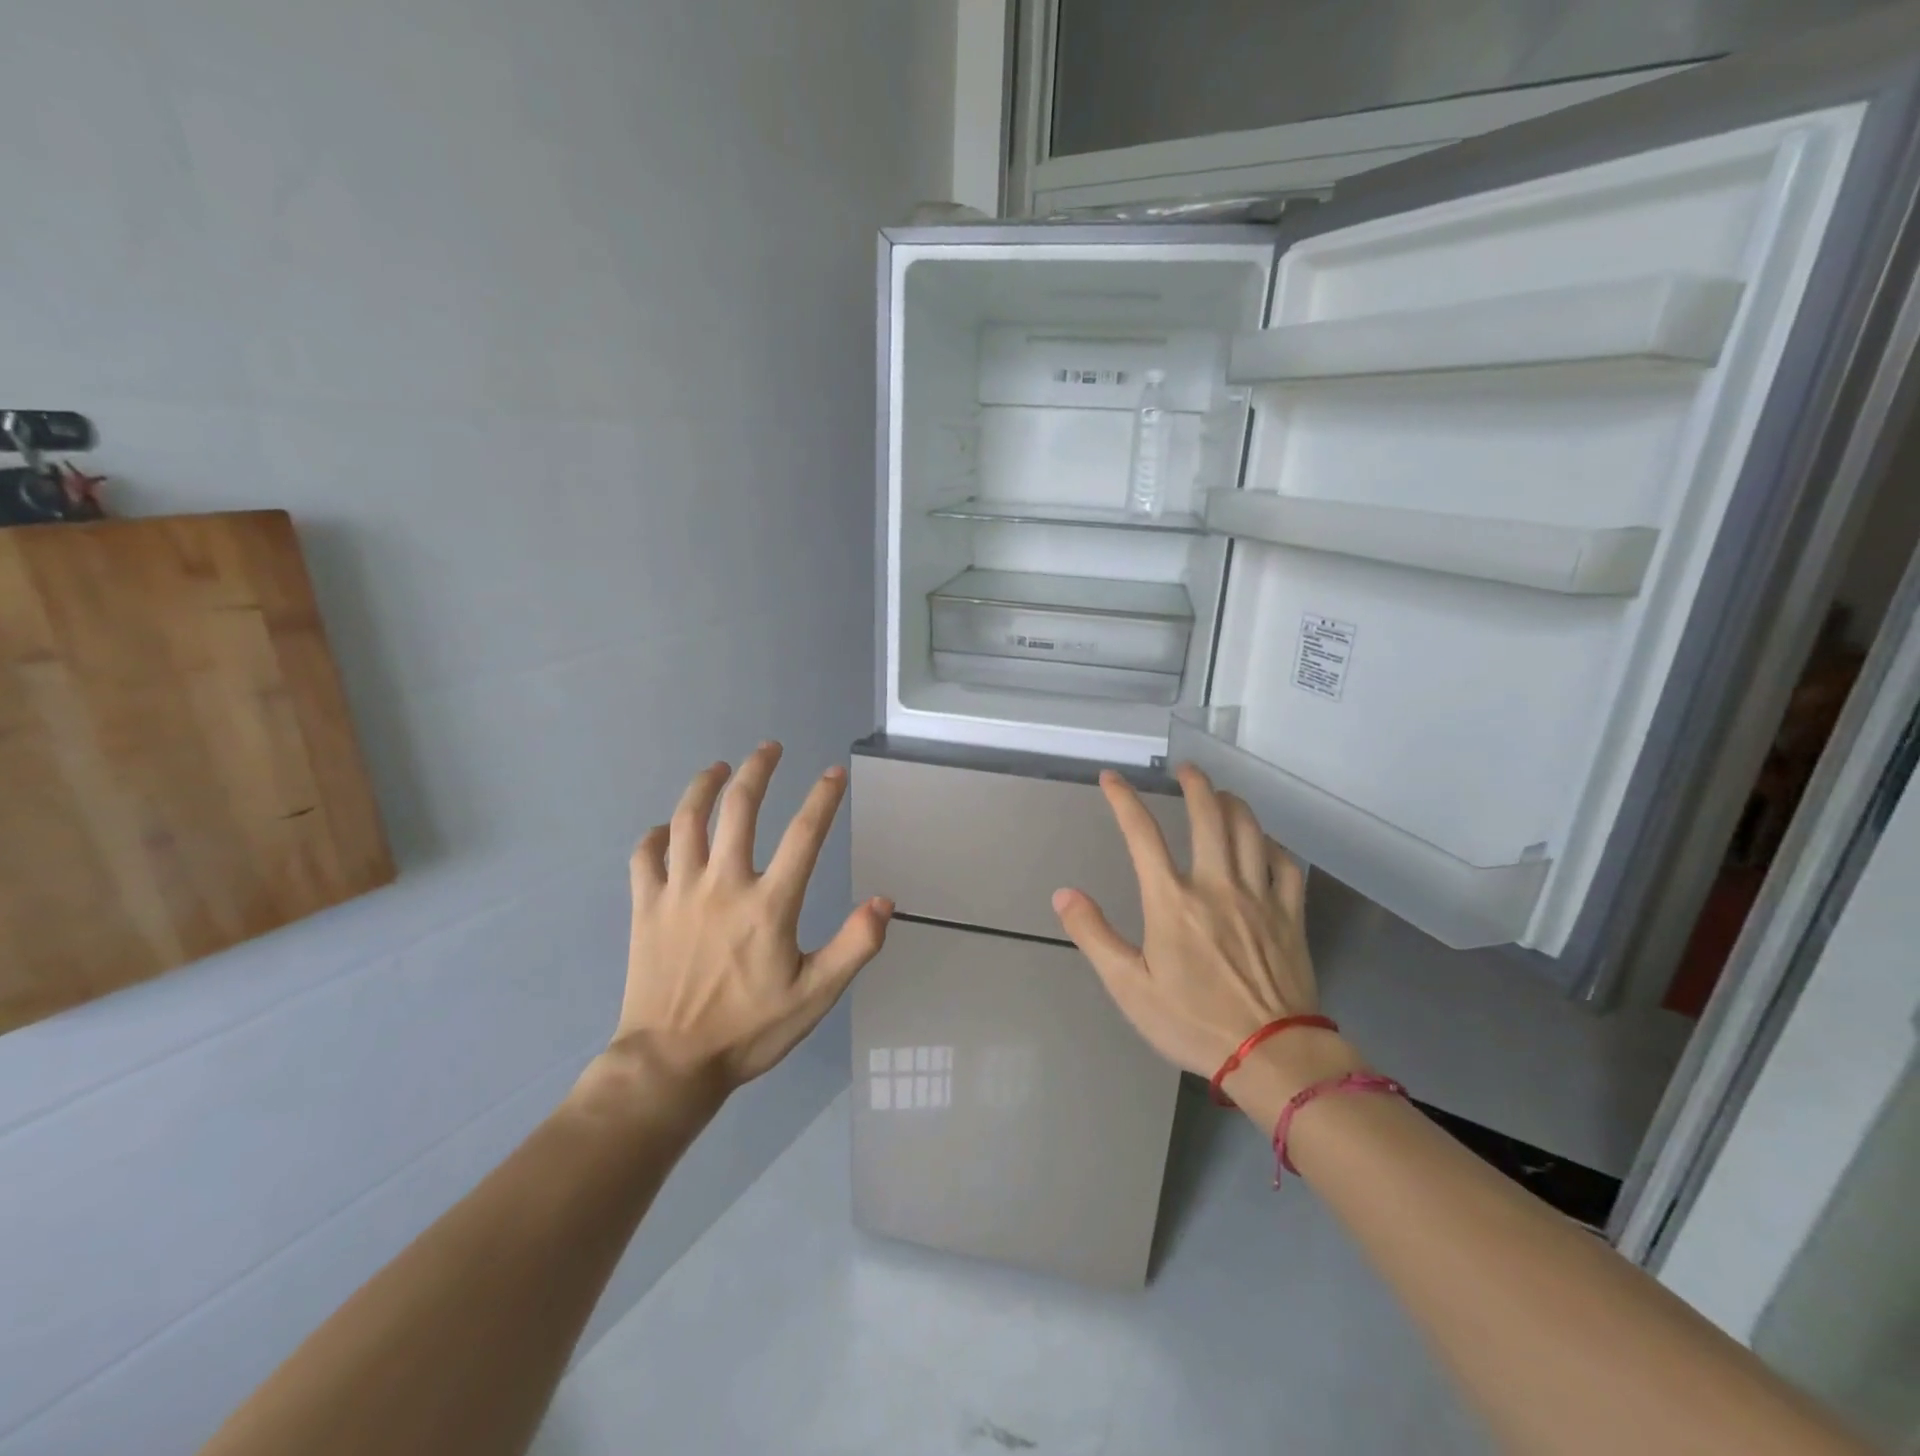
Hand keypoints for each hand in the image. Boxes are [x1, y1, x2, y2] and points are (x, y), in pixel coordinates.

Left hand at [610, 743, 892, 1093]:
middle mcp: (723, 884)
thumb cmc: (748, 1030)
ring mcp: (679, 892)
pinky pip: (645, 856)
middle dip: (758, 770)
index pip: (804, 835)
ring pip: (689, 820)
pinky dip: (656, 835)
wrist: (669, 1064)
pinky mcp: (645, 908)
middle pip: (740, 809)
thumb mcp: (815, 996)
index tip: (834, 773)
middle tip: (769, 748)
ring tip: (719, 768)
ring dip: (705, 786)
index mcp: (768, 904)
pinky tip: (668, 828)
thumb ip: (854, 946)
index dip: (823, 798)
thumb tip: (884, 901)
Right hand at [1051, 765, 1361, 1122]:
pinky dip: (1273, 845)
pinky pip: (1286, 864)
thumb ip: (1095, 936)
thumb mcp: (1129, 987)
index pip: (1142, 834)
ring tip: (1221, 795)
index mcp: (1172, 900)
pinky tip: (1264, 843)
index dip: (1123, 800)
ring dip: (1233, 804)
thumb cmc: (1193, 1022)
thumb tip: (1064, 894)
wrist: (1273, 1055)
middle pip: (1208, 815)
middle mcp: (1216, 885)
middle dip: (1195, 784)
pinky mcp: (1290, 914)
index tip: (1111, 778)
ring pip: (1250, 830)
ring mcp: (1258, 896)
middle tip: (1186, 770)